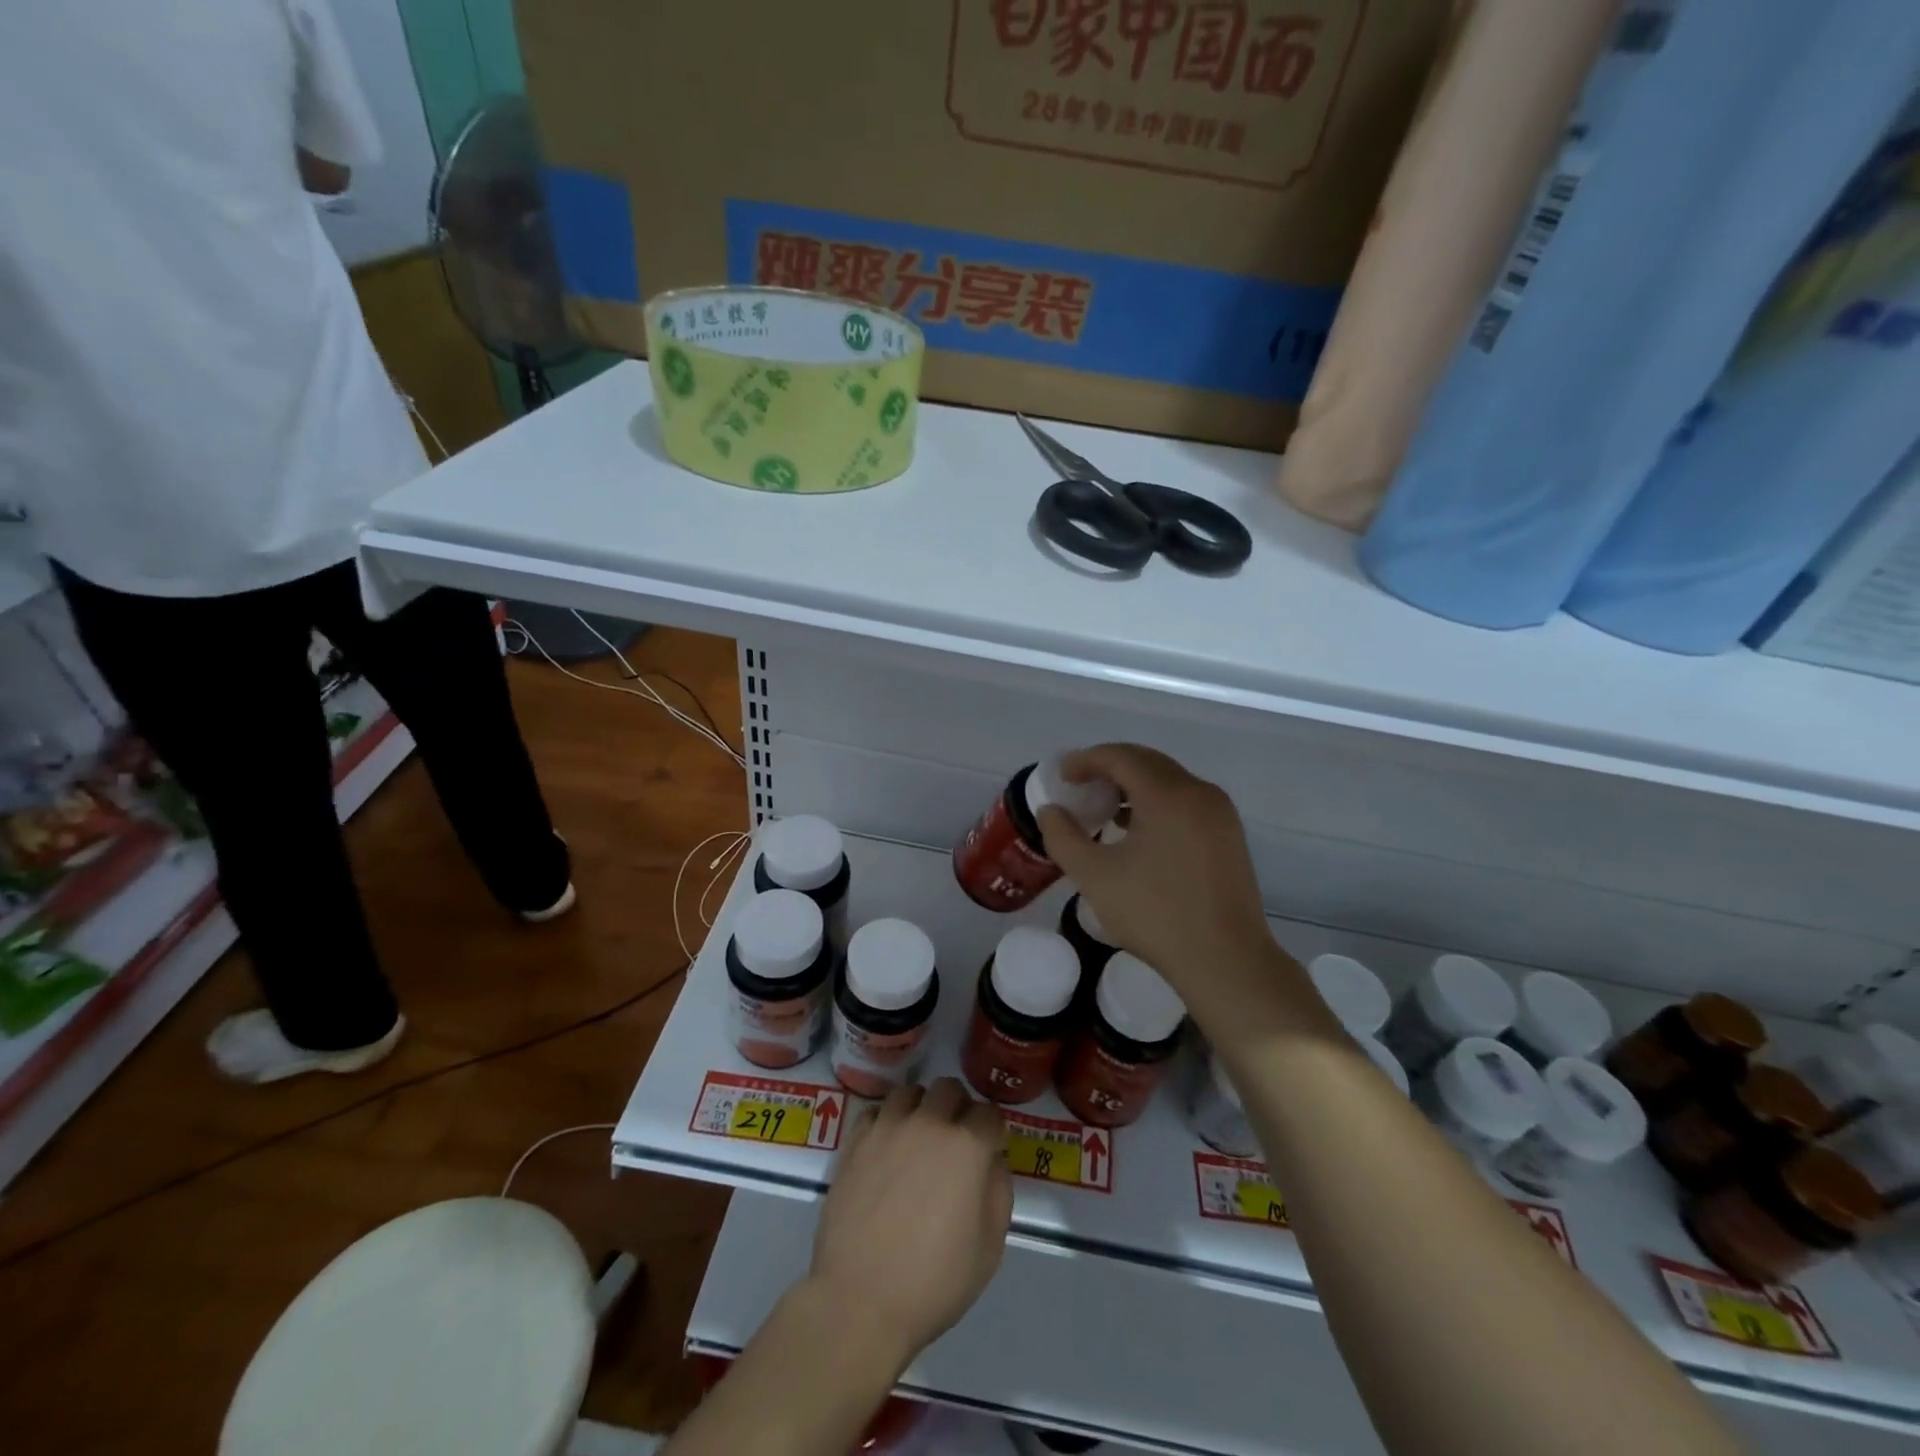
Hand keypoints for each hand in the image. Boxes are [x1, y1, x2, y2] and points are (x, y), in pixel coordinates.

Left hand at [808, 1078, 1012, 1367]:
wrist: (860, 1301)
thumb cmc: (933, 1282)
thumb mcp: (989, 1248)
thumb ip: (998, 1191)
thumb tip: (992, 1160)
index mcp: (966, 1146)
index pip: (990, 1114)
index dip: (993, 1132)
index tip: (990, 1152)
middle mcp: (928, 1123)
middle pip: (950, 1088)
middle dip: (959, 1108)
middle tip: (956, 1140)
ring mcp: (888, 1127)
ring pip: (911, 1091)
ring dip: (922, 1107)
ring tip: (920, 1138)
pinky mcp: (855, 1140)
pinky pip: (877, 1111)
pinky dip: (887, 1121)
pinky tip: (888, 1148)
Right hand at [1037, 744, 1282, 1006]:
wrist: (1226, 962)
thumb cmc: (1156, 916)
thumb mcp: (1095, 877)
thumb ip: (1063, 837)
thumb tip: (1051, 811)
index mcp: (1168, 795)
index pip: (1121, 757)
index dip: (1086, 760)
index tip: (1062, 775)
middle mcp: (1199, 792)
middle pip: (1148, 762)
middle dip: (1109, 768)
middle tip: (1079, 787)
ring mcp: (1220, 813)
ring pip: (1169, 781)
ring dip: (1134, 785)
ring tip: (1104, 808)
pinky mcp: (1229, 835)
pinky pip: (1186, 801)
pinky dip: (1156, 802)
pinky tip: (1137, 831)